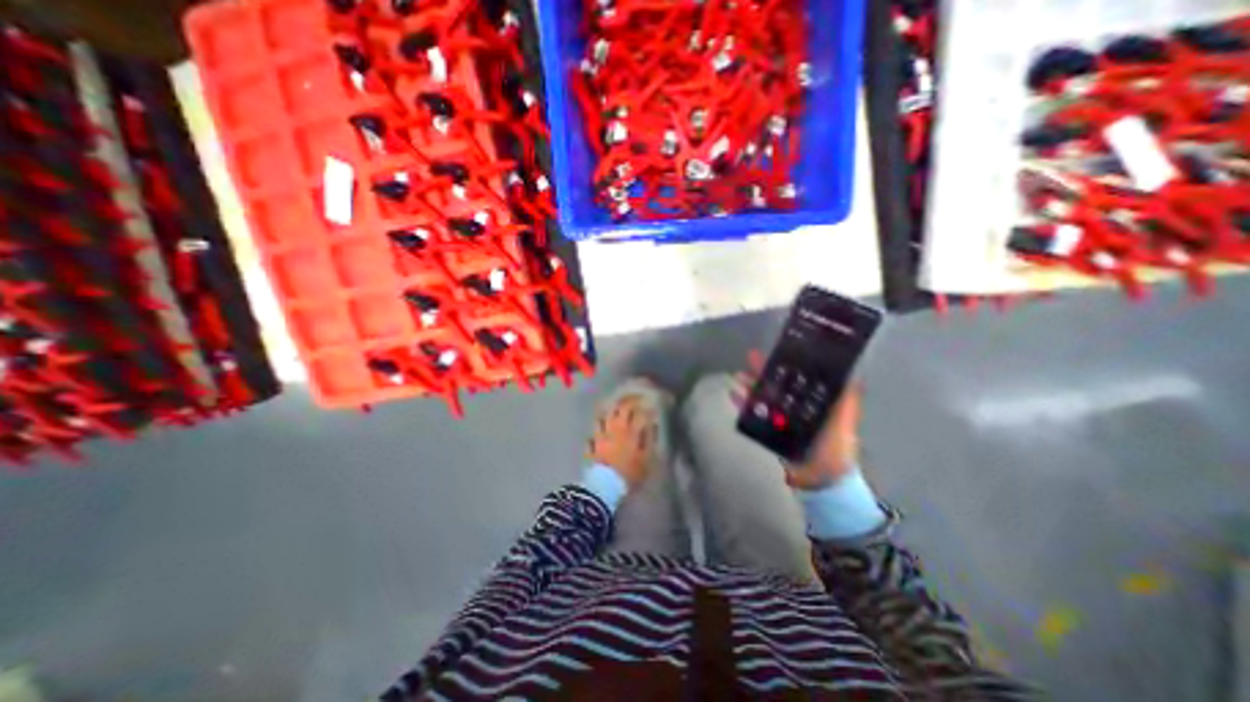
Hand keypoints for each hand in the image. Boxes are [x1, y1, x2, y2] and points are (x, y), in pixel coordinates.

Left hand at [588, 394, 657, 486]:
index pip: (637, 412)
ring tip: (615, 407)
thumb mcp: (647, 458)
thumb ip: (649, 438)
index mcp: (630, 431)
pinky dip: (599, 424)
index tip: (647, 403)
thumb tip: (652, 424)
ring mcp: (601, 435)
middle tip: (632, 399)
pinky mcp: (592, 444)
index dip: (642, 405)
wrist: (605, 485)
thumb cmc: (630, 472)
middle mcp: (615, 428)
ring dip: (611, 409)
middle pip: (619, 409)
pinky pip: (595, 429)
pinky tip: (601, 424)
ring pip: (605, 415)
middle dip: (627, 401)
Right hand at [735, 348, 865, 490]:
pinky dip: (742, 404)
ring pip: (762, 397)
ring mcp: (778, 419)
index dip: (788, 364)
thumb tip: (852, 374)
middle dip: (764, 371)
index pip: (797, 378)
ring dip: (750, 385)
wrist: (820, 479)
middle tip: (751, 356)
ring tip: (739, 375)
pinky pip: (752, 415)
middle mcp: (793, 407)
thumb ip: (848, 400)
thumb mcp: (845, 421)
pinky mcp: (767, 431)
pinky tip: (733, 394)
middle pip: (776, 385)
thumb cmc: (836, 448)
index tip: (780, 350)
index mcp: (811, 402)